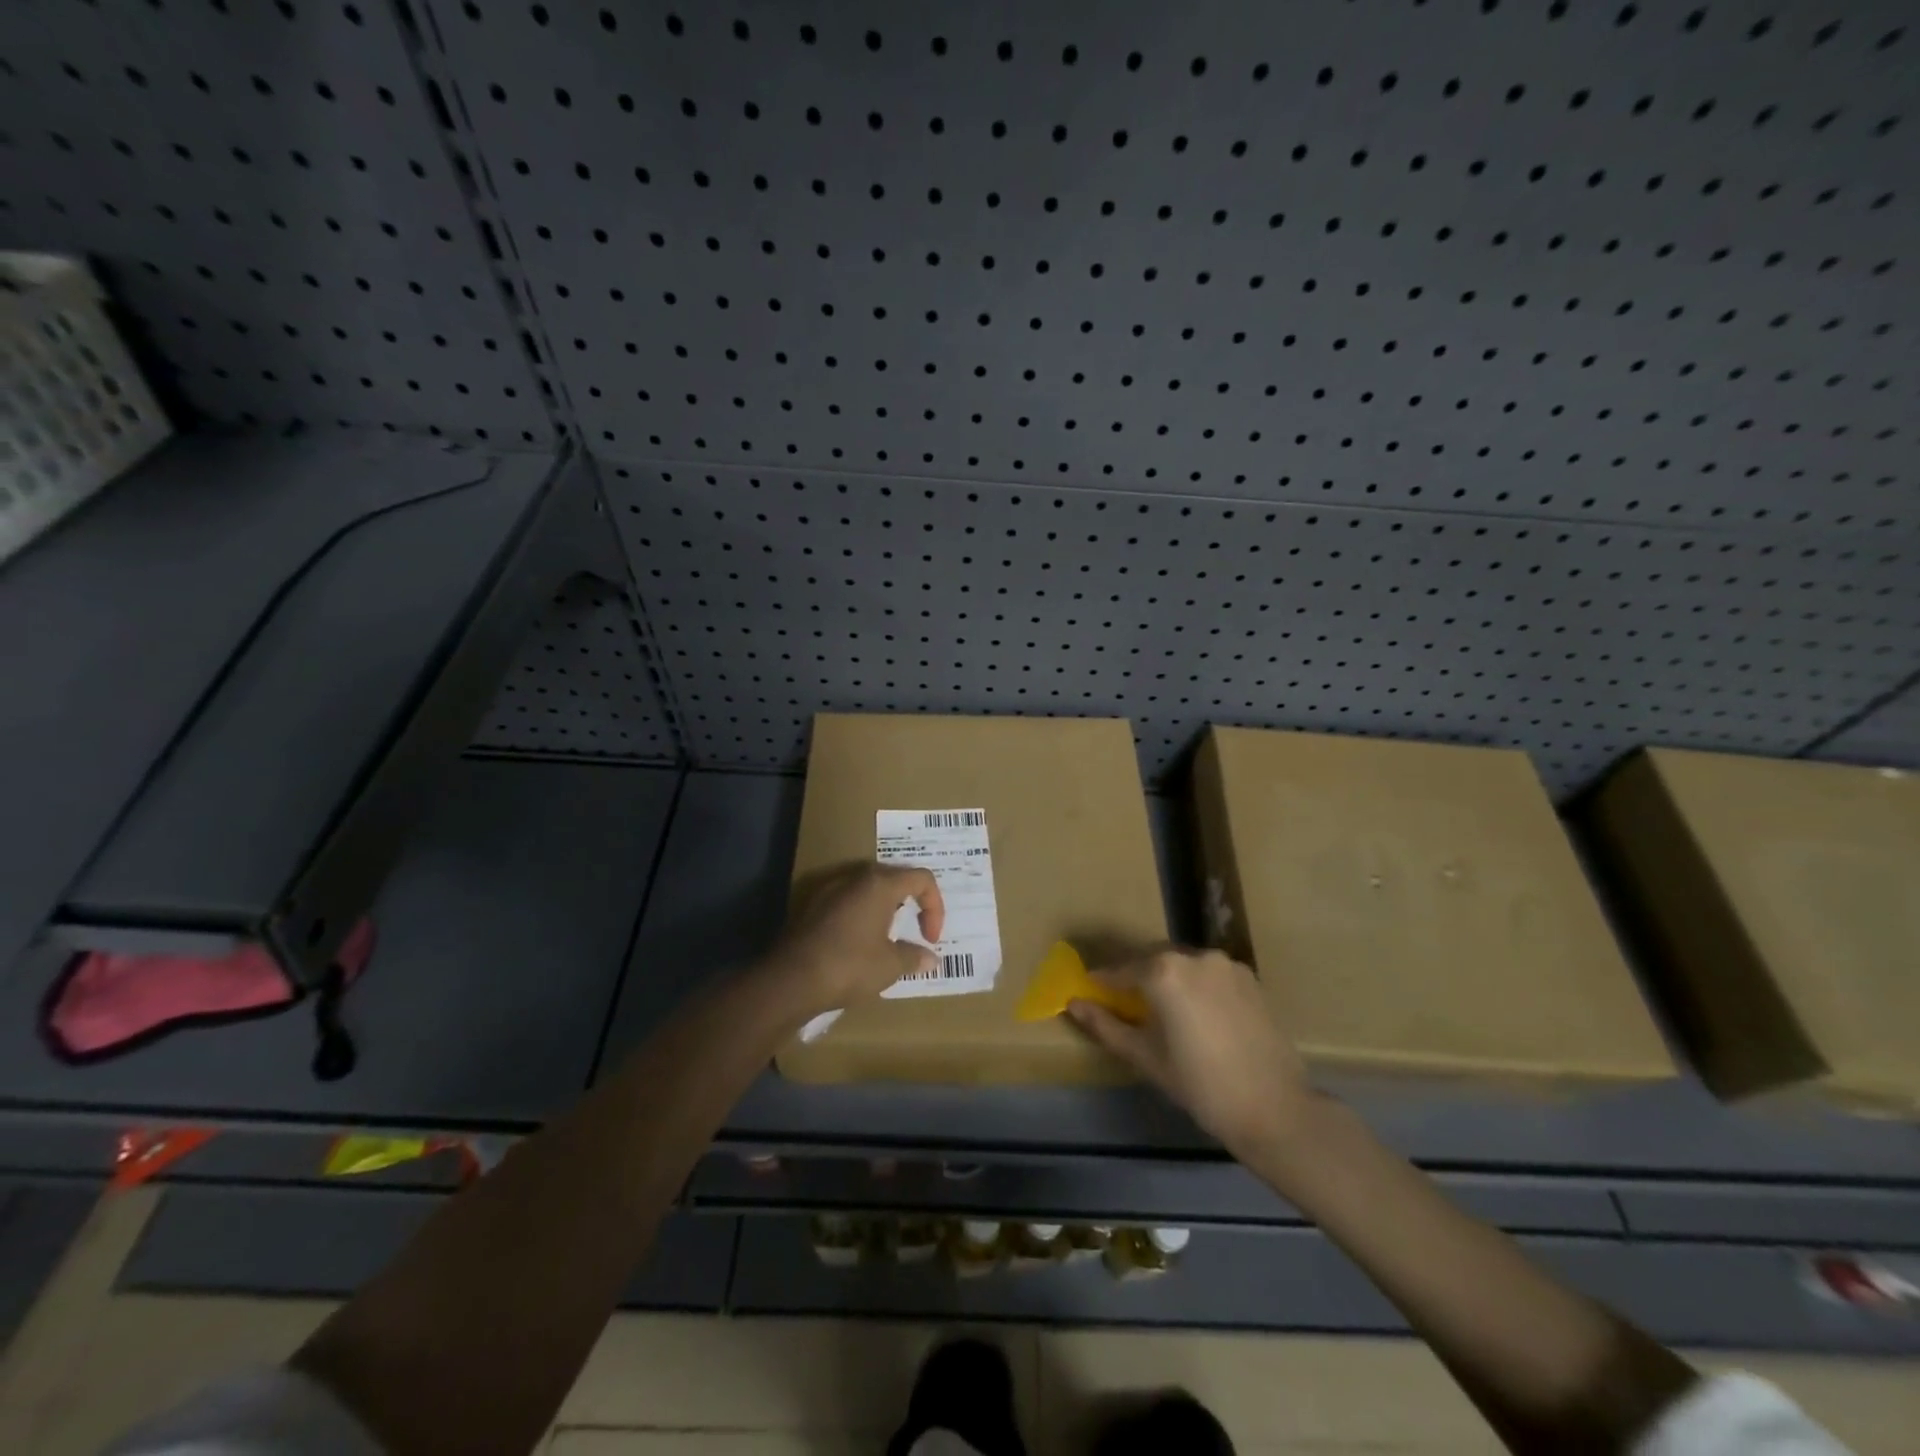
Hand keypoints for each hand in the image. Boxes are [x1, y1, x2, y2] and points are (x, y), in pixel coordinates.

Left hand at [768, 862, 946, 1012]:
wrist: (790, 979)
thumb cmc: (849, 966)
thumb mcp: (890, 965)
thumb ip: (914, 956)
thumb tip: (931, 957)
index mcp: (880, 884)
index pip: (922, 879)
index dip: (935, 907)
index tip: (930, 938)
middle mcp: (855, 877)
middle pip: (894, 878)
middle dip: (911, 903)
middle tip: (914, 931)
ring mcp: (829, 889)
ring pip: (867, 890)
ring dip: (884, 910)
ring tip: (887, 939)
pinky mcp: (811, 906)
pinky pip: (847, 902)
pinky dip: (861, 916)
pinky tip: (858, 944)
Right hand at [1067, 948, 1314, 1157]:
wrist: (1274, 1108)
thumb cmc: (1199, 1085)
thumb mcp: (1145, 1056)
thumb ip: (1105, 1025)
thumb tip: (1074, 1003)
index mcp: (1164, 971)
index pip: (1120, 970)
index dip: (1102, 982)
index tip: (1089, 991)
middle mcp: (1194, 956)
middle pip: (1153, 960)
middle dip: (1136, 978)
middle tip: (1126, 1004)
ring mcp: (1225, 964)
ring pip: (1184, 965)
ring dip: (1168, 980)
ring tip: (1164, 1012)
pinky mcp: (1249, 977)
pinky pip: (1210, 974)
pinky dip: (1196, 986)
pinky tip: (1198, 1015)